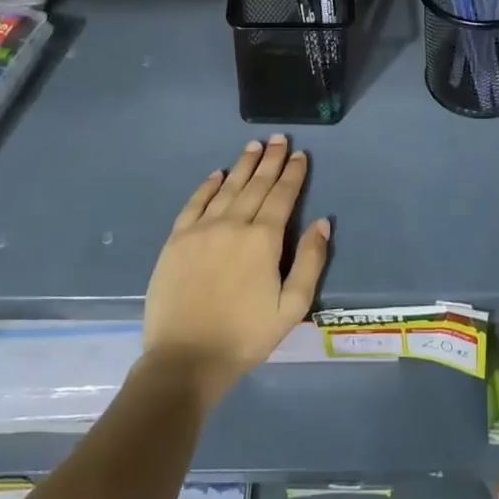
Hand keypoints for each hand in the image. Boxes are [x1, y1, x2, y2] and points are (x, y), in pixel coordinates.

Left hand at [141, 136, 329, 411]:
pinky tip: (217, 174)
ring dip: (243, 165)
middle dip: (270, 160)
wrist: (185, 359)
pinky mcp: (177, 240)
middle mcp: (233, 224)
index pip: (282, 196)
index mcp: (263, 240)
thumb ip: (310, 262)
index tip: (300, 155)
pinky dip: (207, 186)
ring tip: (254, 146)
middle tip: (279, 139)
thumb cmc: (245, 336)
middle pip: (256, 185)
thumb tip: (322, 222)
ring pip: (227, 188)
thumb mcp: (292, 306)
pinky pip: (194, 203)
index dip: (293, 174)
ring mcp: (201, 230)